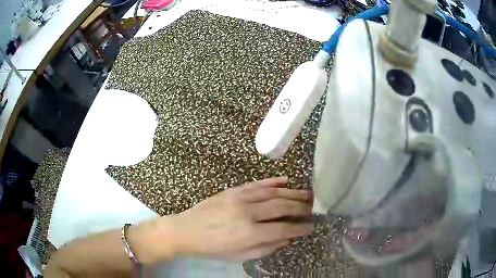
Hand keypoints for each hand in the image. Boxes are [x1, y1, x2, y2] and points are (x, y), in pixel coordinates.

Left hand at [133, 177, 313, 261]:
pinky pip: (258, 184)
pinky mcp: (233, 190)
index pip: (284, 229)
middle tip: (314, 208)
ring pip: (273, 192)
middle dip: (301, 207)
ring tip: (307, 194)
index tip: (312, 227)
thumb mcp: (241, 256)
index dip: (300, 228)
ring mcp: (240, 198)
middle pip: (282, 207)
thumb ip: (267, 247)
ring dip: (292, 193)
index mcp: (250, 234)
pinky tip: (286, 181)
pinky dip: (273, 182)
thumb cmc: (214, 248)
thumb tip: (288, 238)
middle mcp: (248, 213)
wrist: (187, 230)